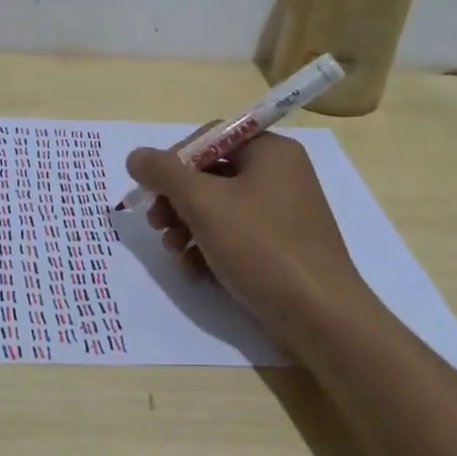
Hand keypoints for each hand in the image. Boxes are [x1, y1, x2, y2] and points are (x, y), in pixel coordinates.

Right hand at [125, 132, 369, 342]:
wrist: (320, 317)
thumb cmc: (261, 247)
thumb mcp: (204, 204)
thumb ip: (164, 173)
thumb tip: (135, 156)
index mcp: (270, 151)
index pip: (210, 137)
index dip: (174, 160)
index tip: (152, 190)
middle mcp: (280, 175)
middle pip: (211, 174)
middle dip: (177, 199)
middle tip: (156, 224)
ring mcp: (283, 213)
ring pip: (219, 207)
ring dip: (187, 225)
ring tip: (173, 251)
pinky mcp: (281, 246)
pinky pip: (235, 234)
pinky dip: (209, 247)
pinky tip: (193, 270)